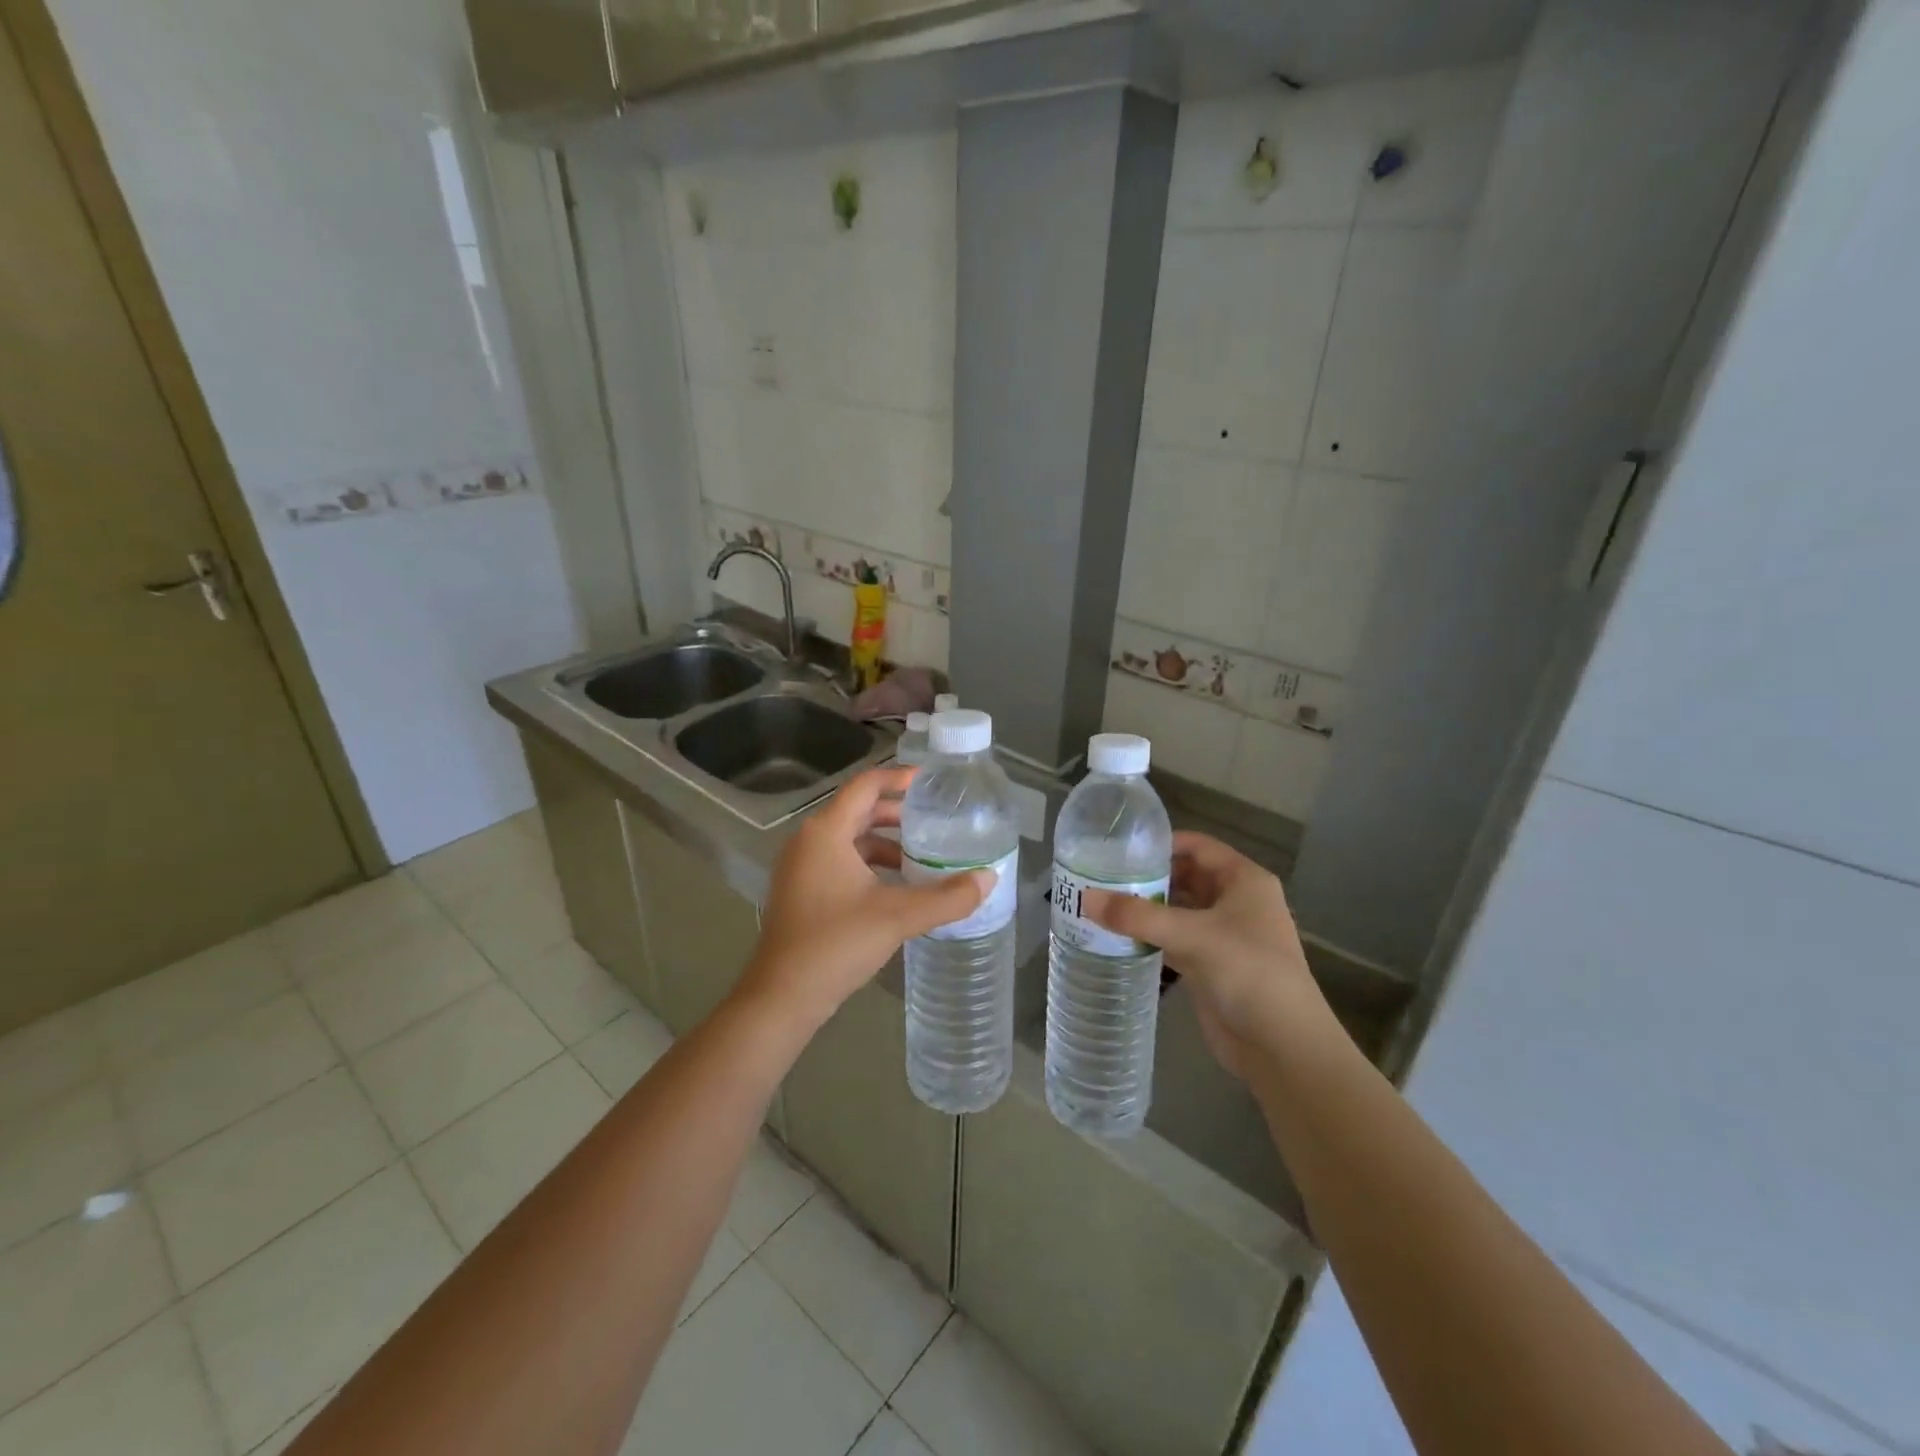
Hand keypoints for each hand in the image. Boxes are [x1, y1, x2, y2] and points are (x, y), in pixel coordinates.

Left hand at [736, 766, 994, 1031]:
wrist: (782, 997)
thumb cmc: (836, 943)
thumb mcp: (898, 917)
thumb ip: (947, 897)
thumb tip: (989, 879)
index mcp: (826, 832)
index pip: (866, 785)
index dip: (899, 778)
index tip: (931, 782)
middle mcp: (809, 841)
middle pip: (858, 810)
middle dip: (897, 813)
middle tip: (936, 820)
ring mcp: (801, 867)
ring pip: (850, 839)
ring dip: (885, 842)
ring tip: (923, 855)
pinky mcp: (801, 891)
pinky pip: (840, 862)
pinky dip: (869, 864)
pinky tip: (896, 886)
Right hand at [1082, 832, 1327, 1080]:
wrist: (1282, 1046)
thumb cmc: (1248, 972)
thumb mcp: (1191, 935)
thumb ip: (1137, 916)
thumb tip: (1085, 899)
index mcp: (1244, 881)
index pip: (1199, 846)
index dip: (1163, 843)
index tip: (1121, 846)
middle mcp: (1237, 902)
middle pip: (1187, 877)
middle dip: (1149, 877)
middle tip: (1103, 875)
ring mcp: (1225, 936)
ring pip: (1180, 911)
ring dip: (1148, 908)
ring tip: (1103, 902)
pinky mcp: (1212, 967)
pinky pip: (1176, 941)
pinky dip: (1152, 937)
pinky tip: (1119, 937)